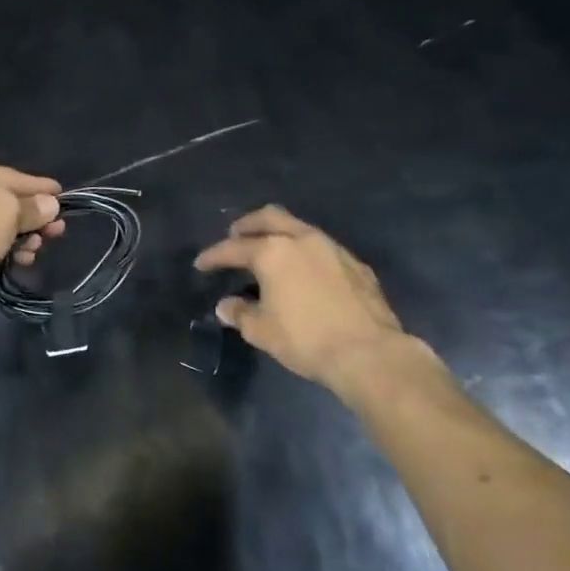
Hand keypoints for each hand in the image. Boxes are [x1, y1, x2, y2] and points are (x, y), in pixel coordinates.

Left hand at [0, 159, 64, 323]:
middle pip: (0, 202)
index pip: (4, 174)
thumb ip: (31, 206)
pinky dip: (6, 250)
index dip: (35, 185)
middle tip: (58, 229)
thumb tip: (50, 206)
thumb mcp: (5, 209)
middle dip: (31, 216)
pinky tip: (24, 259)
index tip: (62, 193)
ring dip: (22, 236)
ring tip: (41, 246)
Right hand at [193, 205, 429, 392]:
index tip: (201, 264)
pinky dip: (304, 252)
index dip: (214, 256)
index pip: (234, 248)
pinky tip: (304, 271)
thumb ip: (240, 313)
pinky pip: (322, 247)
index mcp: (273, 252)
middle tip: (235, 235)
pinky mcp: (355, 264)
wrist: (369, 353)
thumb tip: (226, 306)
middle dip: (248, 225)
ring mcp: (332, 248)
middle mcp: (302, 240)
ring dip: (279, 234)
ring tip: (269, 251)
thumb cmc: (306, 339)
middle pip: (269, 217)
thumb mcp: (262, 331)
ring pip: (299, 228)